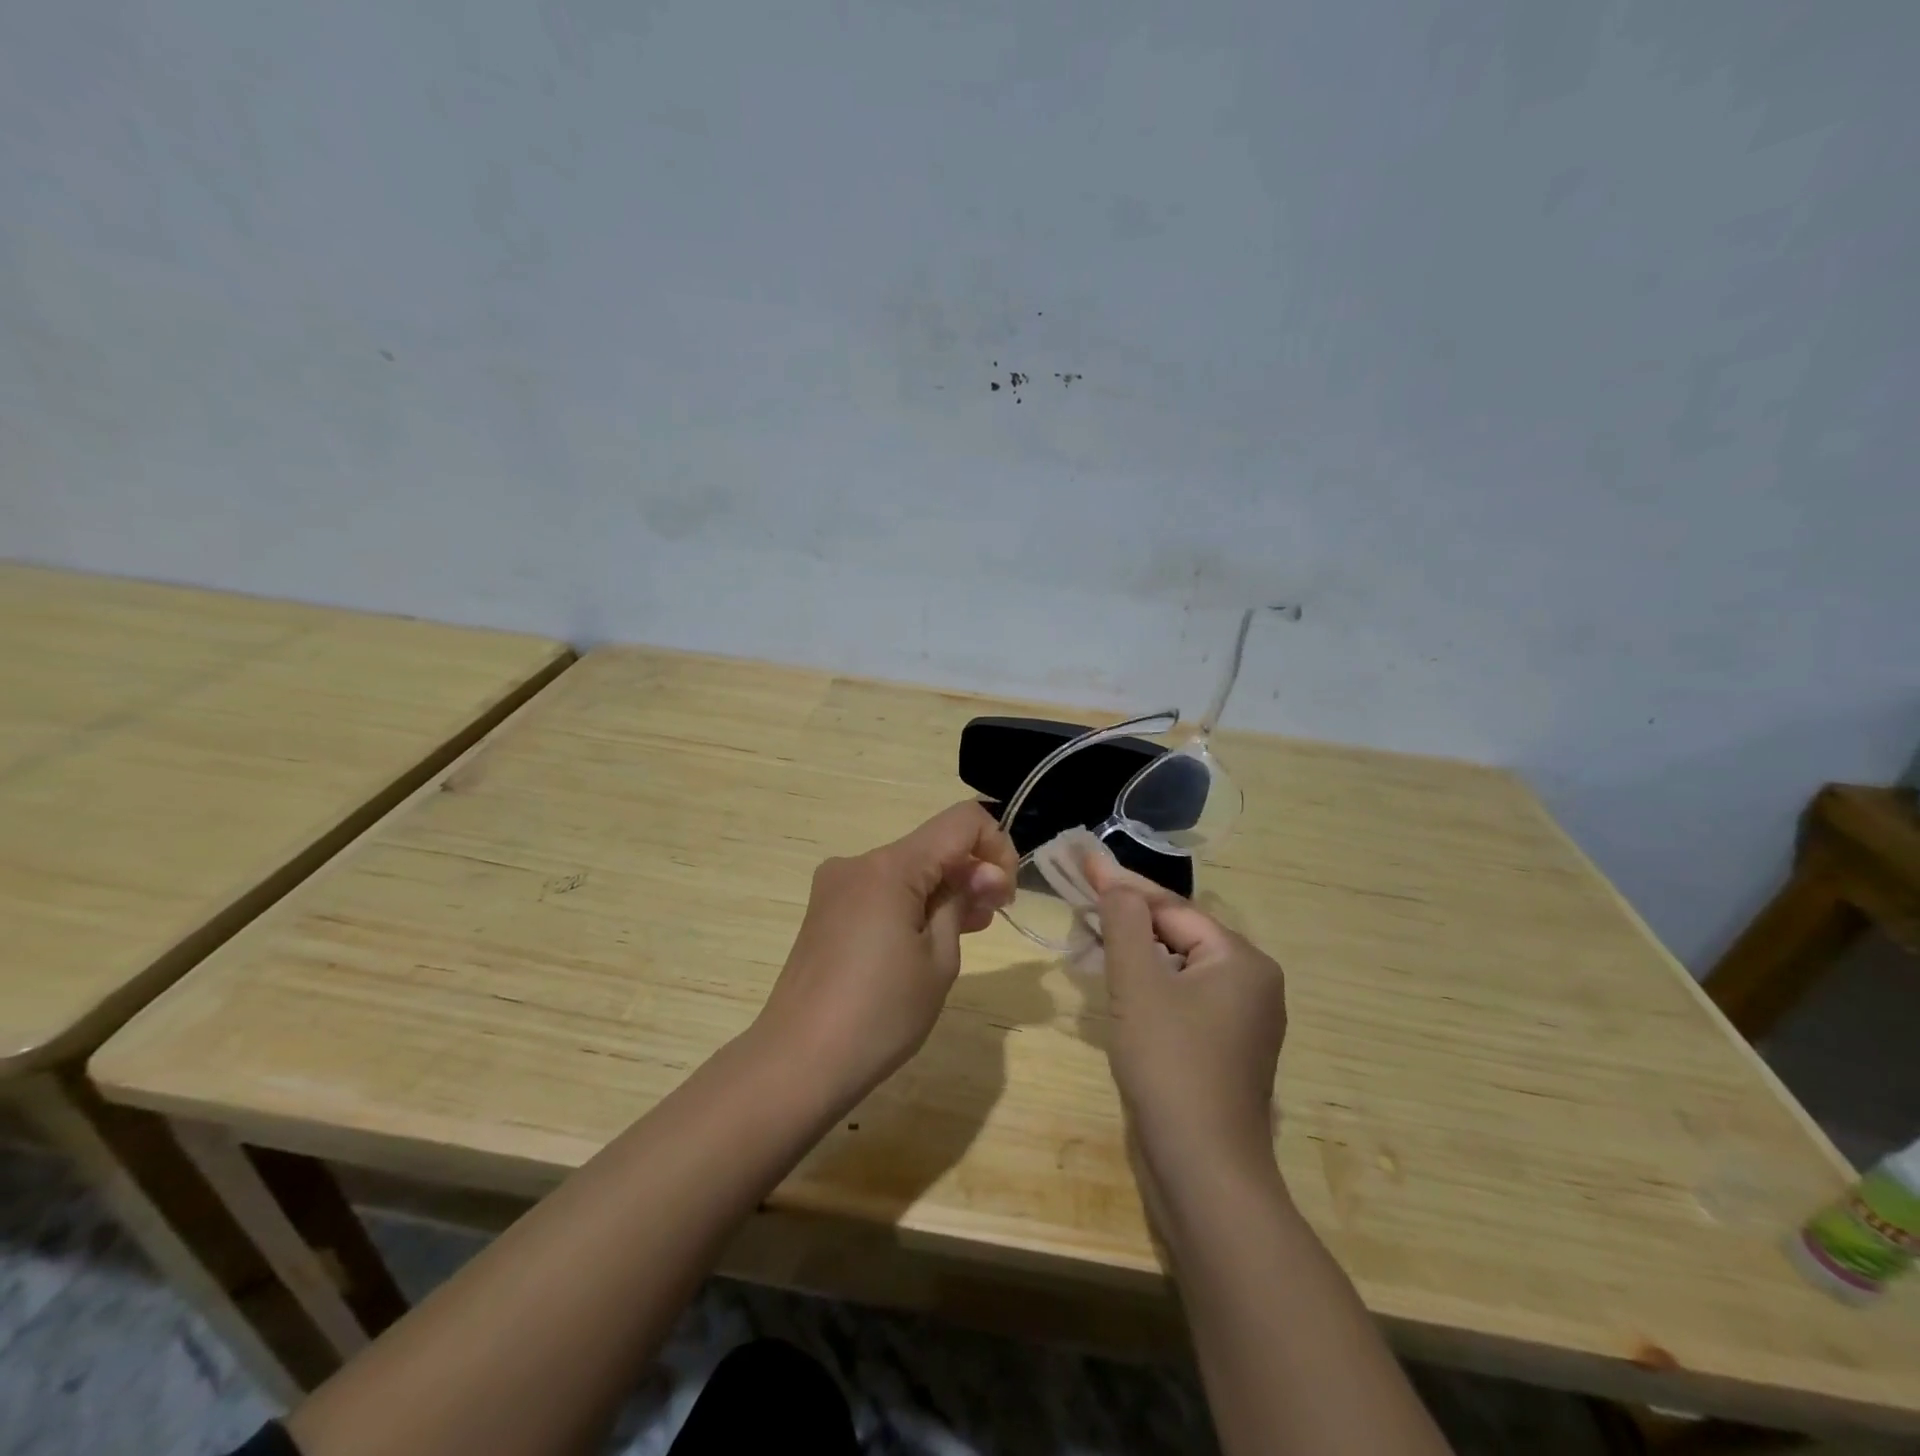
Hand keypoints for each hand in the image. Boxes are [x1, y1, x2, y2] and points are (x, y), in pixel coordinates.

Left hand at [757, 800, 1016, 1103]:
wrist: (797, 1063)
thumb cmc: (880, 1014)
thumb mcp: (939, 959)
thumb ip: (962, 902)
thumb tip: (984, 873)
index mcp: (890, 866)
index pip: (962, 821)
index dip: (996, 846)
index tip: (1004, 895)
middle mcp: (859, 862)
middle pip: (932, 845)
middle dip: (970, 872)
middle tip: (992, 919)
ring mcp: (836, 886)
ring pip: (907, 869)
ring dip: (943, 890)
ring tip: (967, 932)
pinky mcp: (826, 911)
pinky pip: (882, 890)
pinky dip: (912, 903)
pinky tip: (926, 939)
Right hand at [1088, 855, 1287, 1195]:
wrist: (1204, 1172)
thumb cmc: (1171, 1064)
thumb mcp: (1138, 983)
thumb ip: (1124, 922)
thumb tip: (1116, 882)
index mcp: (1242, 960)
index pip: (1172, 908)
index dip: (1123, 886)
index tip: (1083, 862)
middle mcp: (1252, 984)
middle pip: (1178, 934)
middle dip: (1128, 919)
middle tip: (1082, 901)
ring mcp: (1242, 1021)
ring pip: (1178, 968)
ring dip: (1135, 953)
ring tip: (1091, 937)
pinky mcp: (1224, 1051)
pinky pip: (1183, 999)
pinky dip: (1149, 987)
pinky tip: (1119, 987)